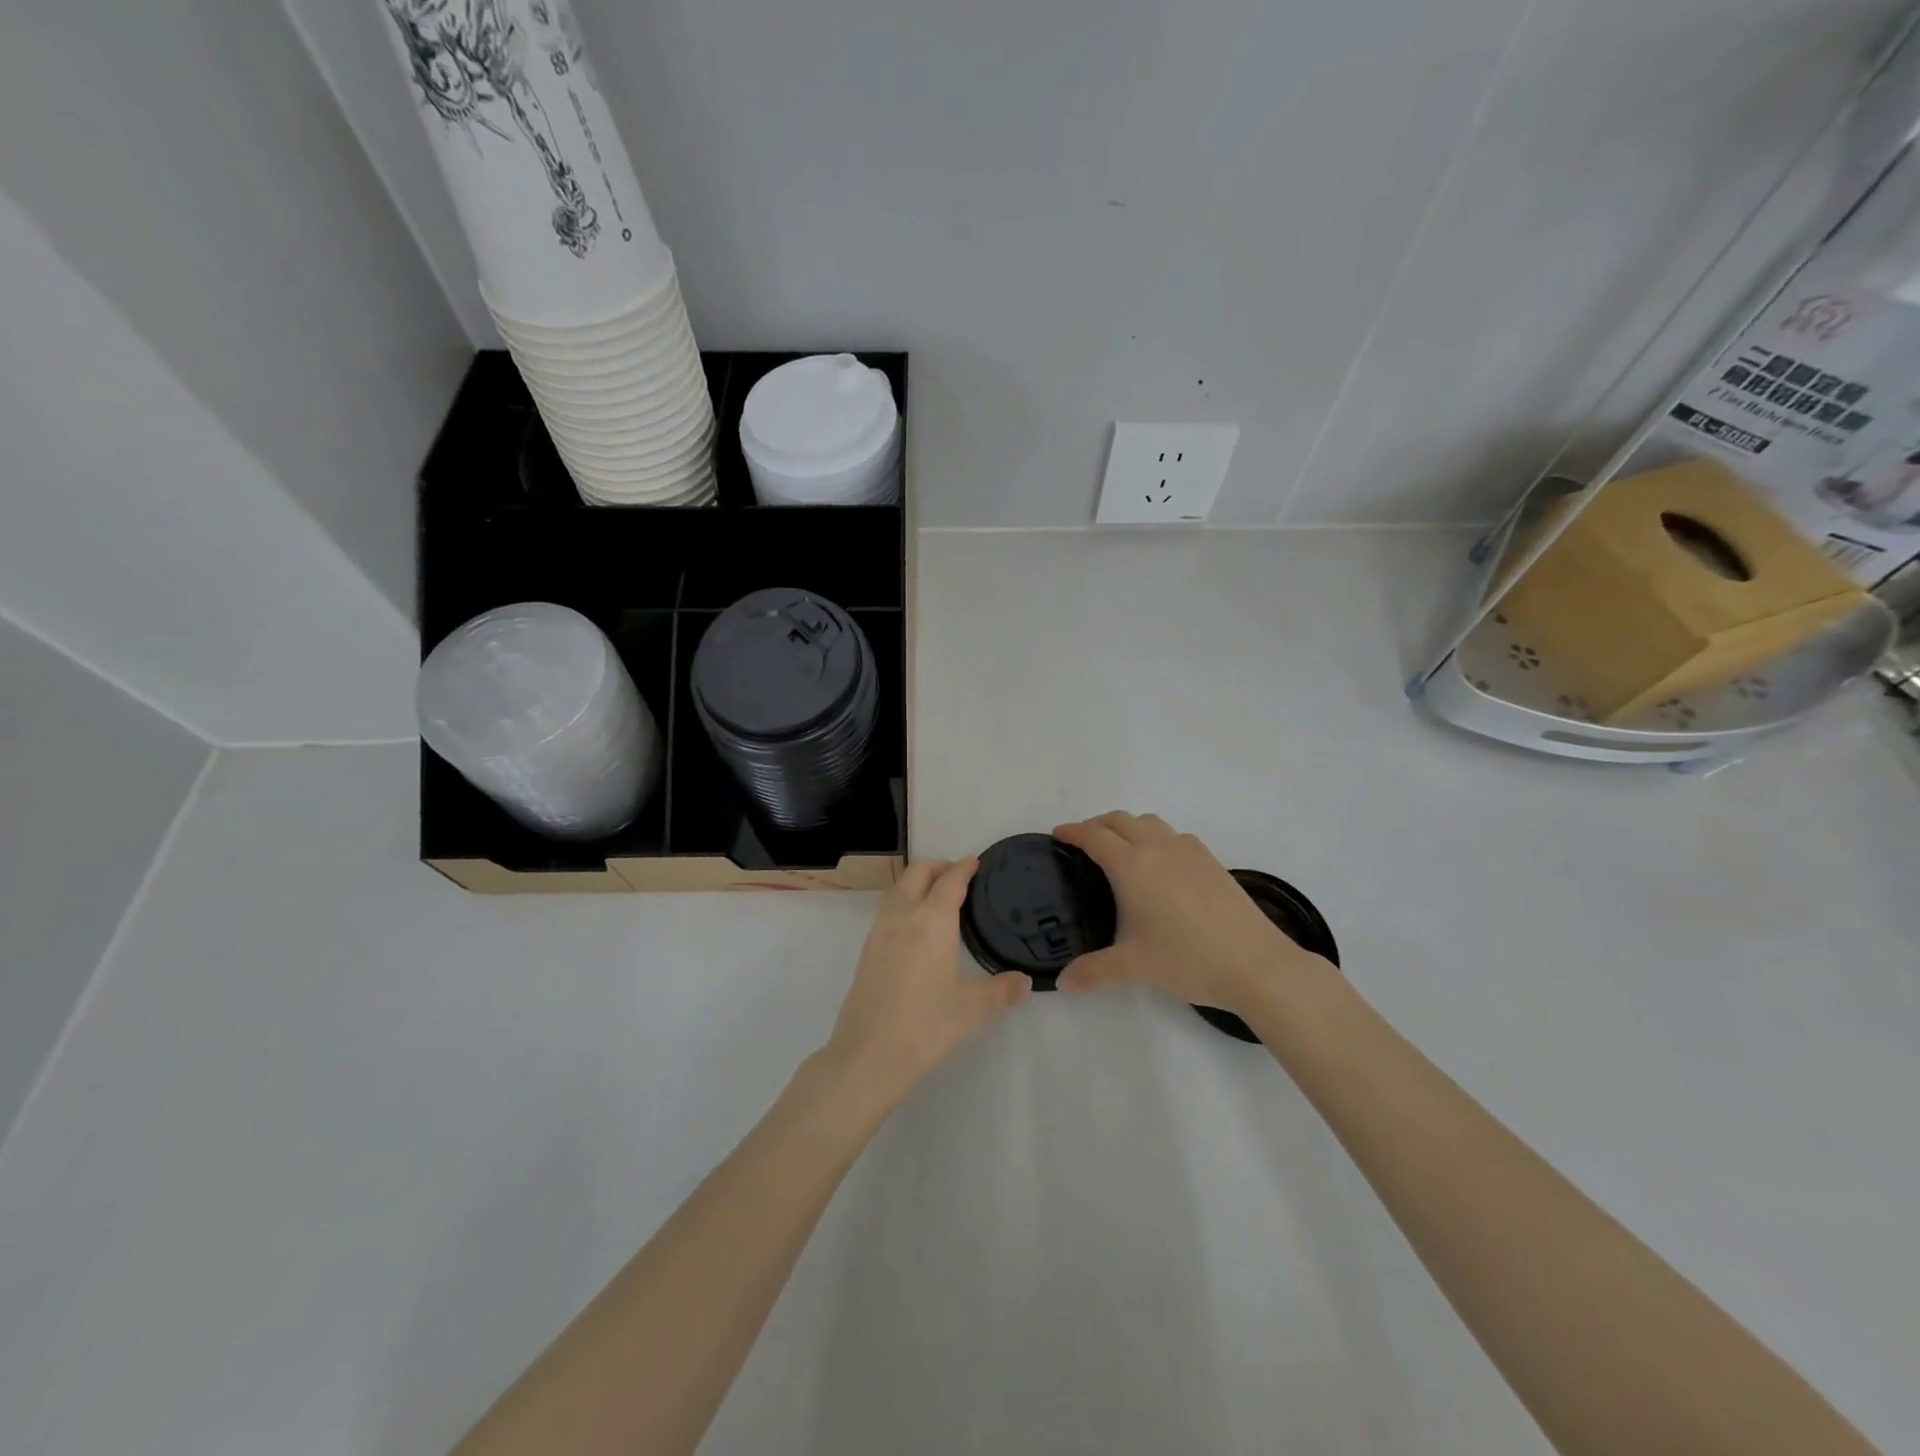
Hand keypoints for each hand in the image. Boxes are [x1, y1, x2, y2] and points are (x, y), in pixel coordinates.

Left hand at [822, 859, 1029, 1112]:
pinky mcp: (867, 950)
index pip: (950, 881)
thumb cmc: (927, 1025)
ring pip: (898, 888)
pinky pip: (888, 909)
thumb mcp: (974, 1009)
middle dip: (938, 867)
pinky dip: (904, 901)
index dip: (964, 868)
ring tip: (937, 896)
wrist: (868, 1055)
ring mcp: (879, 931)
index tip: (975, 862)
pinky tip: (916, 926)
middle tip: (958, 875)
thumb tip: (1025, 981)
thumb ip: (1003, 990)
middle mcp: (903, 915)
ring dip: (918, 881)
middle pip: (918, 873)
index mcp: (932, 920)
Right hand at [1053, 812, 1321, 1014]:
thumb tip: (1063, 982)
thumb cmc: (1188, 960)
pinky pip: (1174, 835)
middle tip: (1082, 842)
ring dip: (1127, 826)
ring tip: (1119, 848)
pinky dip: (1155, 837)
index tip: (1058, 834)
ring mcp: (1189, 851)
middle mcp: (1158, 848)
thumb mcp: (1135, 966)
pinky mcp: (1211, 860)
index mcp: (1133, 866)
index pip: (1095, 836)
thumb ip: (1094, 970)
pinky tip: (1160, 864)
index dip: (1073, 832)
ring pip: (1149, 822)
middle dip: (1096, 824)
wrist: (1257, 963)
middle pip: (1120, 819)